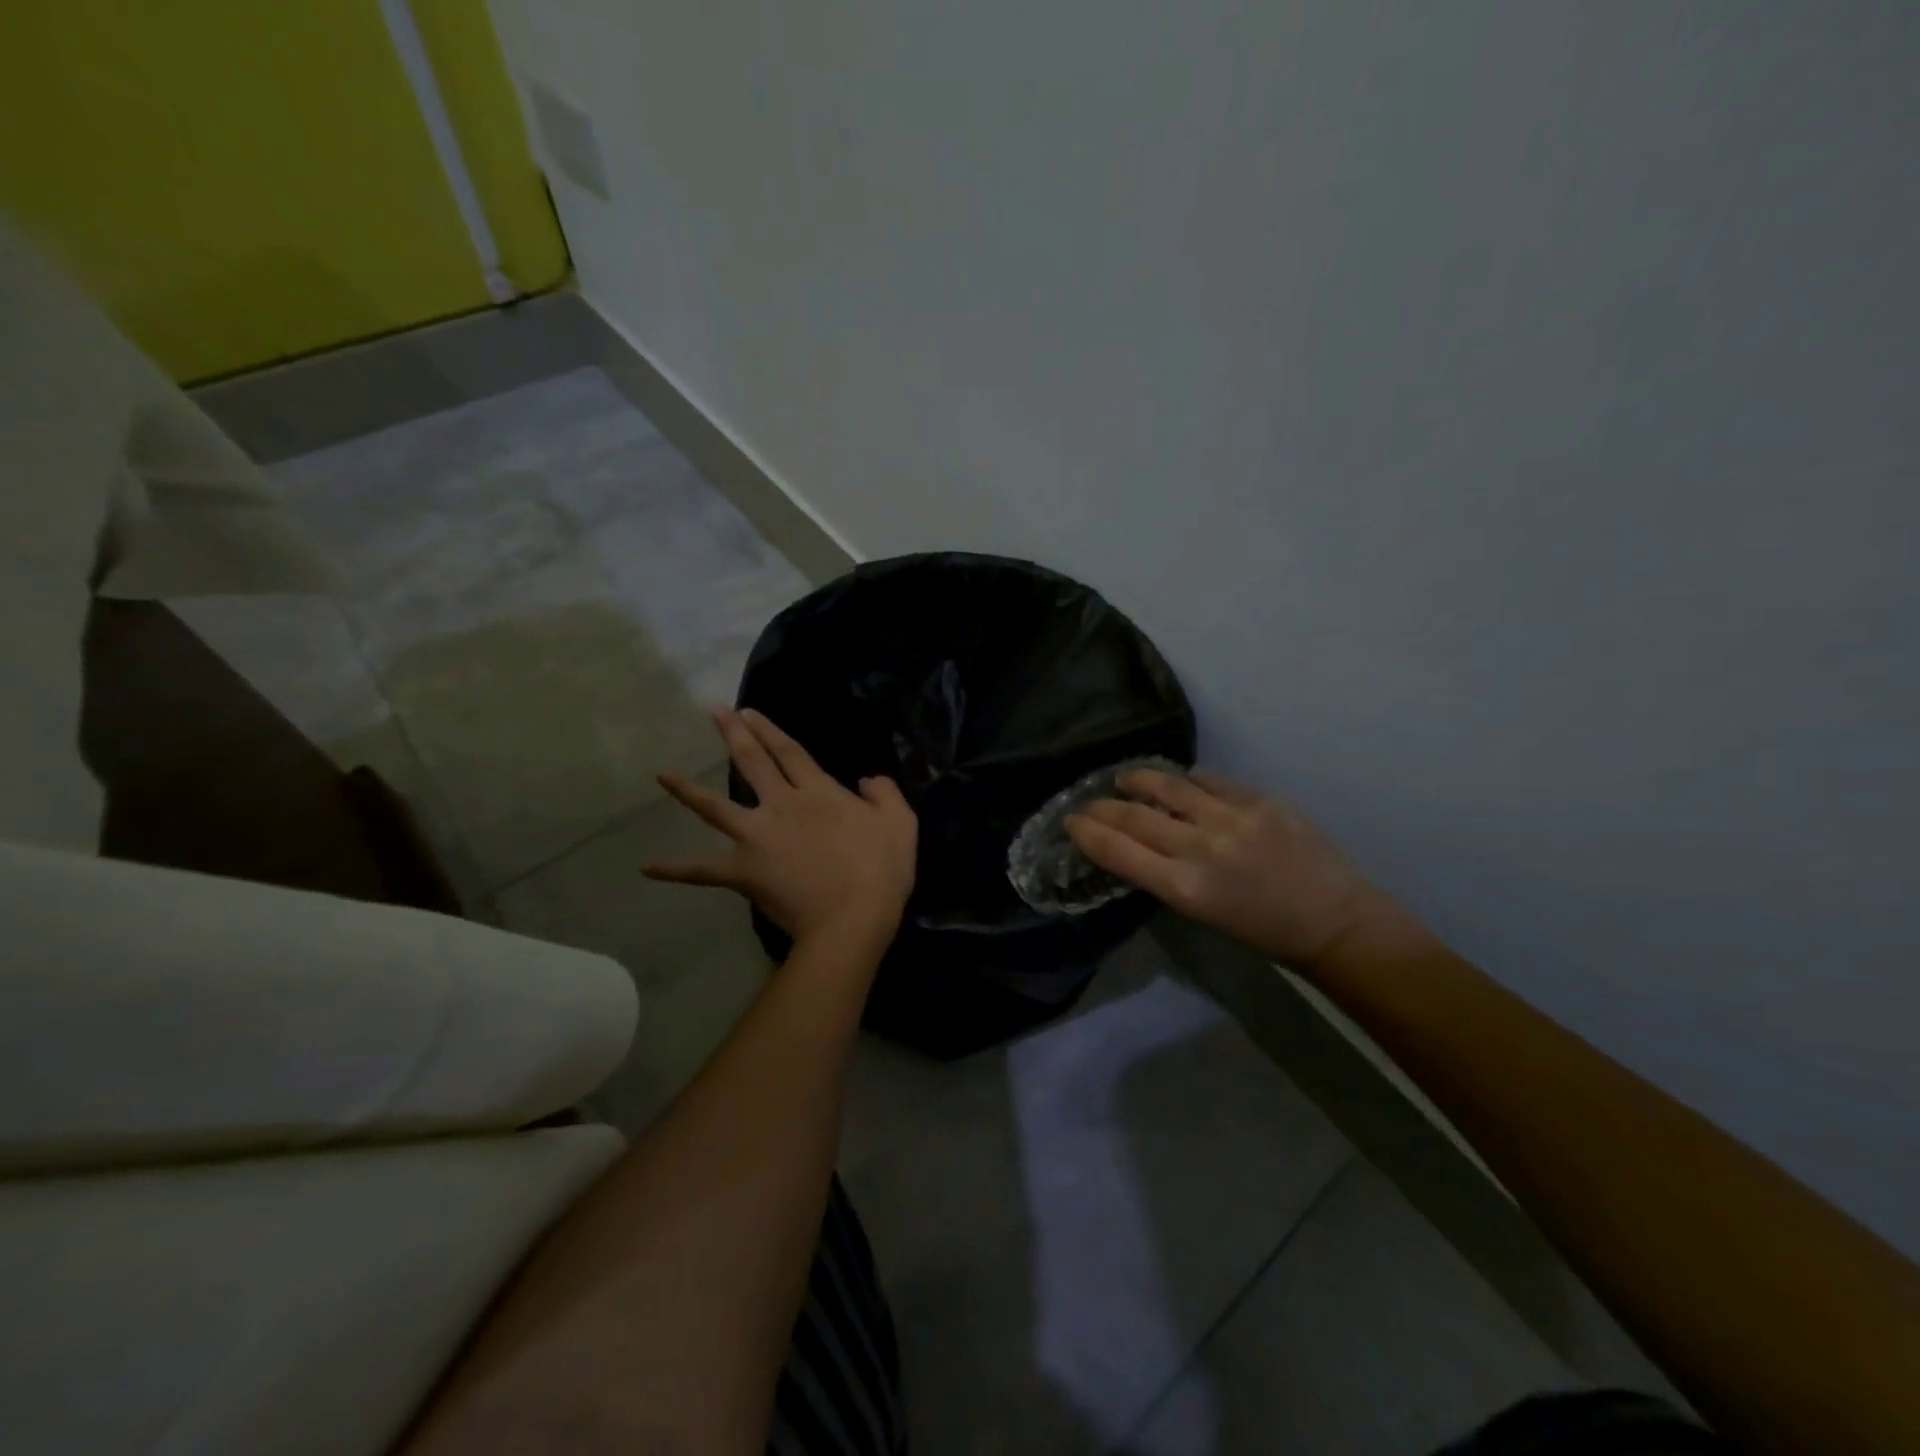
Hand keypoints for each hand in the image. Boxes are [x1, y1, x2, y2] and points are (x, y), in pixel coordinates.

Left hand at [644, 708, 917, 950]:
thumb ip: (885, 793)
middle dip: (734, 735)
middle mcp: (781, 806)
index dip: (769, 730)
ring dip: (687, 790)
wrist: (852, 918)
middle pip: (753, 764)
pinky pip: (703, 870)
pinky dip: (676, 869)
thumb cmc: (880, 870)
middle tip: (715, 713)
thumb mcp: (900, 823)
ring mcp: (757, 837)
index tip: (749, 711)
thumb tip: (867, 779)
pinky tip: (646, 867)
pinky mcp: (744, 871)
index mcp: (818, 793)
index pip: (790, 753)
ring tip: (662, 775)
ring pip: (716, 807)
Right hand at [1066, 768, 1407, 970]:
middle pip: (1134, 816)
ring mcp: (1231, 817)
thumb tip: (1136, 842)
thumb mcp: (1201, 912)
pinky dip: (1186, 781)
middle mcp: (1201, 848)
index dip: (1087, 832)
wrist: (1334, 920)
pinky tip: (1180, 783)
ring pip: (1168, 786)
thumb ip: (1166, 875)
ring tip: (1124, 778)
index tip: (1072, 822)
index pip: (1118, 851)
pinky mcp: (1258, 798)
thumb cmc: (1262, 931)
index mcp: (1184, 888)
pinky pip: (1208, 780)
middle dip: (1102, 807)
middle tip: (1088, 802)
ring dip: (1138, 780)